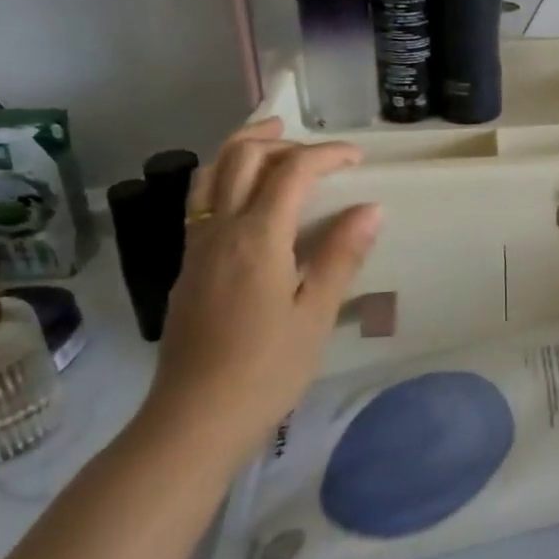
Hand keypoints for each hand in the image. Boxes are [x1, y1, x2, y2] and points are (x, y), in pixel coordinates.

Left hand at [137, 119, 381, 468]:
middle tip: (312, 145)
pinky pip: (202, 202)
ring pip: (210, 175)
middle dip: (277, 140)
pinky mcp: (187, 268)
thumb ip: (341, 255)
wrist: (194, 419)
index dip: (326, 155)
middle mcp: (220, 231)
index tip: (357, 158)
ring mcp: (196, 248)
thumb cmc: (267, 369)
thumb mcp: (316, 313)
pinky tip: (248, 201)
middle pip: (239, 158)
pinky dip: (226, 180)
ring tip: (273, 148)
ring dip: (242, 152)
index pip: (291, 172)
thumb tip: (371, 208)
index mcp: (257, 238)